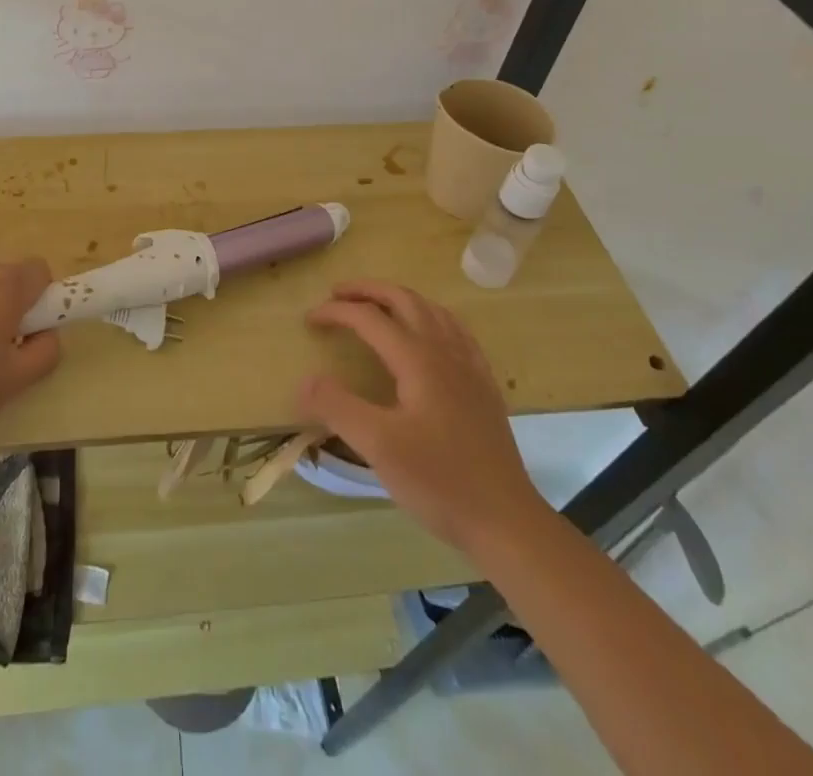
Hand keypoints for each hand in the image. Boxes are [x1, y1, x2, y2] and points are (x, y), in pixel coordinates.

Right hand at [298, 281, 546, 552]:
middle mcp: (445, 351)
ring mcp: (469, 367)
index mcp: (418, 359)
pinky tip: (429, 333)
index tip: (309, 320)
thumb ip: (337, 406)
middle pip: (404, 299)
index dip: (336, 312)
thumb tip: (305, 380)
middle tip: (338, 294)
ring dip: (399, 298)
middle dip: (368, 290)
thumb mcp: (378, 446)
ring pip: (432, 310)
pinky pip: (456, 331)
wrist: (507, 522)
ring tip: (376, 305)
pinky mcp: (484, 386)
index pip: (369, 318)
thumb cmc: (440, 481)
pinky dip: (432, 316)